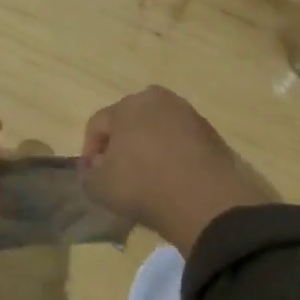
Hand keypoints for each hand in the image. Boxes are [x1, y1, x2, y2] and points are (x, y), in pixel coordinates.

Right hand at [80, 86, 271, 253]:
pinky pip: (181, 142)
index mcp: (127, 105)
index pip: (98, 124)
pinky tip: (172, 179)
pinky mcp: (211, 133)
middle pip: (129, 121)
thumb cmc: (142, 185)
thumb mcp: (98, 187)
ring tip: (148, 177)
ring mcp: (189, 114)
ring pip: (157, 130)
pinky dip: (172, 155)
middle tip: (118, 172)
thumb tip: (94, 165)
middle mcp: (158, 100)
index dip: (89, 149)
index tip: (92, 174)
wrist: (203, 200)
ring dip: (148, 148)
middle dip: (121, 144)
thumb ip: (87, 173)